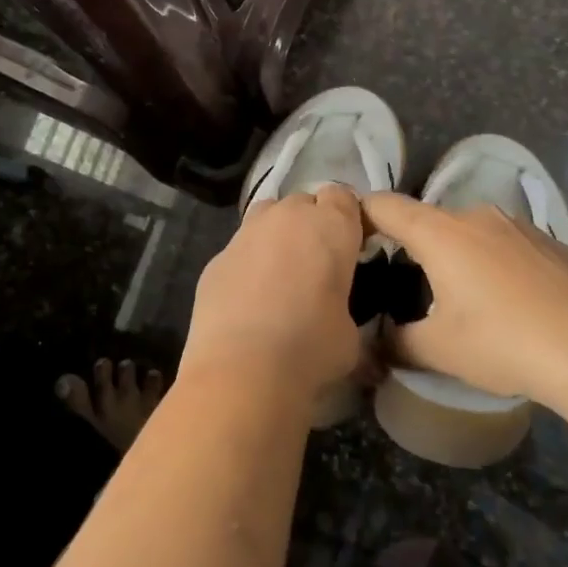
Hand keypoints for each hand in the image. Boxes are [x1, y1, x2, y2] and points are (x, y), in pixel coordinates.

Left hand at [183, 188, 364, 405]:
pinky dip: (248, 263)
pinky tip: (248, 300)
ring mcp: (246, 232)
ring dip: (277, 234)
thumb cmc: (311, 348)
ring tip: (281, 275)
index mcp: (331, 226)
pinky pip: (240, 248)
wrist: (242, 369)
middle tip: (316, 265)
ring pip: (267, 215)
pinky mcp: (216, 257)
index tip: (350, 246)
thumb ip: (346, 307)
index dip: (347, 218)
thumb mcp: (351, 333)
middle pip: (304, 202)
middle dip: (311, 224)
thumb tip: (336, 316)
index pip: (344, 196)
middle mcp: (288, 217)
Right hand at [360, 195, 567, 405]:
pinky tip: (515, 303)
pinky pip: (510, 246)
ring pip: (473, 232)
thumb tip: (379, 343)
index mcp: (440, 233)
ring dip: (461, 255)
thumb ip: (397, 342)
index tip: (350, 231)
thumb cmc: (503, 343)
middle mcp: (477, 216)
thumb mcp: (439, 351)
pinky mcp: (553, 243)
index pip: (385, 205)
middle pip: (431, 221)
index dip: (361, 212)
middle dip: (416, 246)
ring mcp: (520, 226)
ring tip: (468, 298)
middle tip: (412, 284)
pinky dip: (500, 264)